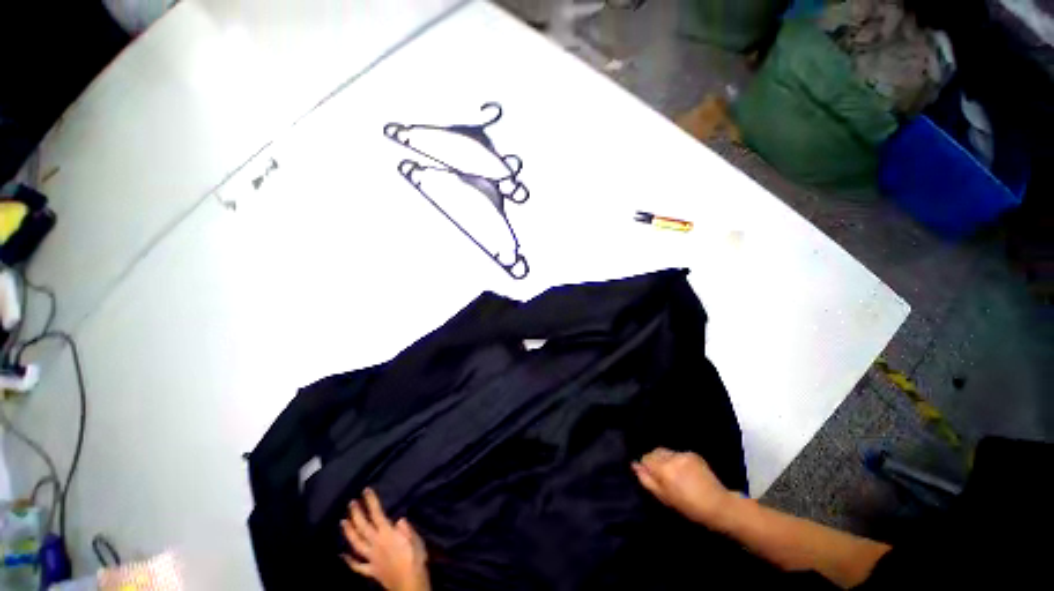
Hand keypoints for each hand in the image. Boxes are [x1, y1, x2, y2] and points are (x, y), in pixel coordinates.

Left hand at [341, 488, 429, 590]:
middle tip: (351, 502)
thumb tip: (399, 519)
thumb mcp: (416, 540)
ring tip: (342, 521)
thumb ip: (406, 530)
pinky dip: (348, 561)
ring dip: (349, 532)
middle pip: (363, 527)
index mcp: (388, 535)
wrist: (410, 586)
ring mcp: (372, 559)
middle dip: (357, 514)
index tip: (366, 491)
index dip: (371, 502)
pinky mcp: (371, 571)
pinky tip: (341, 555)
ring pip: (356, 544)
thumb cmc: (416, 560)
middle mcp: (377, 545)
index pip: (377, 514)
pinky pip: (357, 566)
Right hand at [632, 448, 734, 527]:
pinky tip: (686, 473)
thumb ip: (647, 480)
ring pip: (667, 452)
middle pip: (655, 452)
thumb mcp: (664, 498)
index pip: (646, 458)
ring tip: (676, 475)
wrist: (718, 505)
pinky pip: (678, 454)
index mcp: (663, 469)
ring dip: (666, 460)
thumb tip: (635, 466)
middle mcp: (672, 457)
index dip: (647, 467)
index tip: (653, 478)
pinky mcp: (693, 454)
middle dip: (656, 461)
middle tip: (663, 477)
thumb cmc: (689, 507)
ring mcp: (683, 454)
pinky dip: (678, 461)